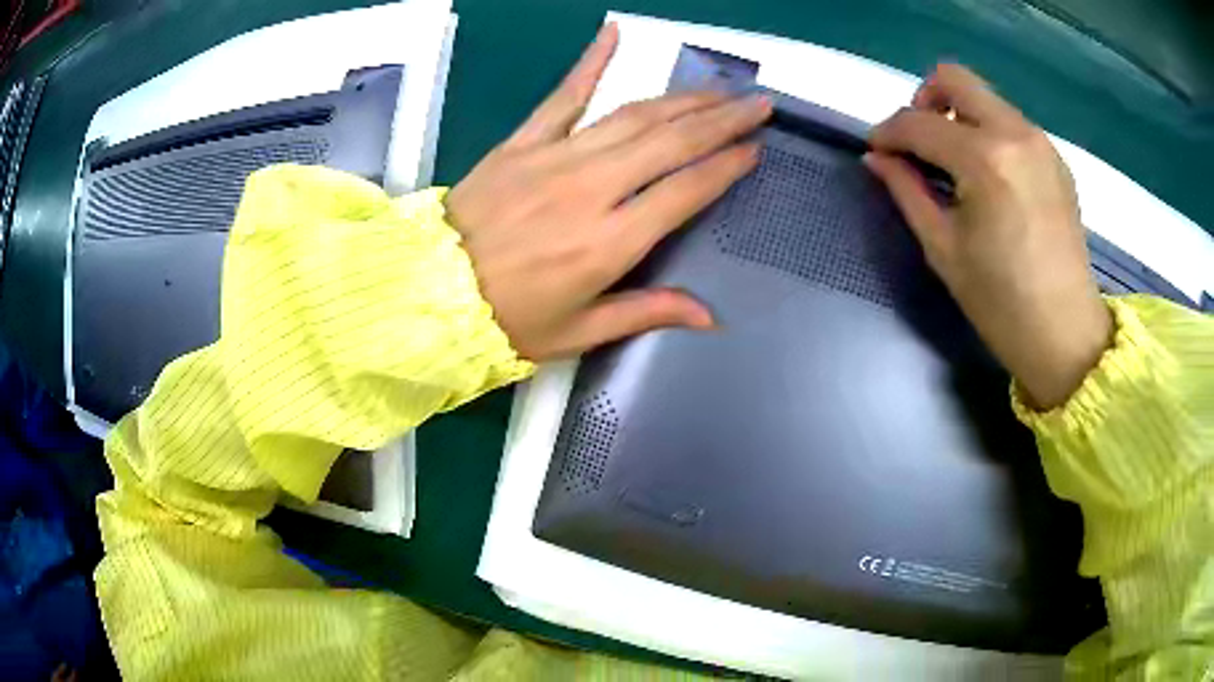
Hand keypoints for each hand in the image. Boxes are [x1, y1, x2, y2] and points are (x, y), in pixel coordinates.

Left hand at [446, 24, 770, 359]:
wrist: (429, 294)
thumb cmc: (507, 321)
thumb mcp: (579, 332)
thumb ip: (646, 312)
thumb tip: (709, 315)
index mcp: (608, 242)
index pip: (684, 191)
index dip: (725, 167)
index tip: (754, 149)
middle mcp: (590, 189)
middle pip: (670, 142)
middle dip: (720, 119)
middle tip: (757, 104)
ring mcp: (554, 157)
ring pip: (632, 115)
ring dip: (681, 98)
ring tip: (718, 88)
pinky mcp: (522, 142)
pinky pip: (563, 95)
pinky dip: (590, 62)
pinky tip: (614, 34)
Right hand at [865, 64, 1110, 409]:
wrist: (1066, 335)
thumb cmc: (1001, 303)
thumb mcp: (943, 249)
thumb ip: (907, 190)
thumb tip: (877, 157)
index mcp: (985, 159)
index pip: (919, 123)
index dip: (888, 133)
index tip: (876, 151)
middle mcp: (1015, 133)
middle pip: (954, 80)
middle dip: (923, 101)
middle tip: (918, 142)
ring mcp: (1040, 142)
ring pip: (984, 98)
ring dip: (958, 117)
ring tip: (954, 164)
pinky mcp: (1054, 158)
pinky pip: (1009, 122)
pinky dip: (988, 134)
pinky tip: (988, 178)